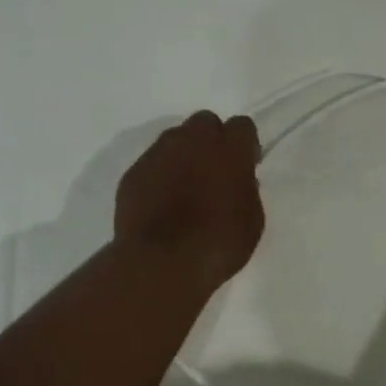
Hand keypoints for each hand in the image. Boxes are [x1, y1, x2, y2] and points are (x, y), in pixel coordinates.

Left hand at [115, 111, 263, 289]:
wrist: (161, 263)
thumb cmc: (219, 243)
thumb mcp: (252, 219)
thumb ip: (246, 189)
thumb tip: (238, 180)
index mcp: (229, 149)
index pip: (242, 126)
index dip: (245, 145)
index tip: (246, 166)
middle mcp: (192, 140)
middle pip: (205, 123)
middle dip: (212, 140)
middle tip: (214, 171)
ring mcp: (158, 154)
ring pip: (175, 139)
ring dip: (184, 154)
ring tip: (185, 186)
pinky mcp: (133, 173)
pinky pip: (152, 163)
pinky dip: (160, 175)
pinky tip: (162, 202)